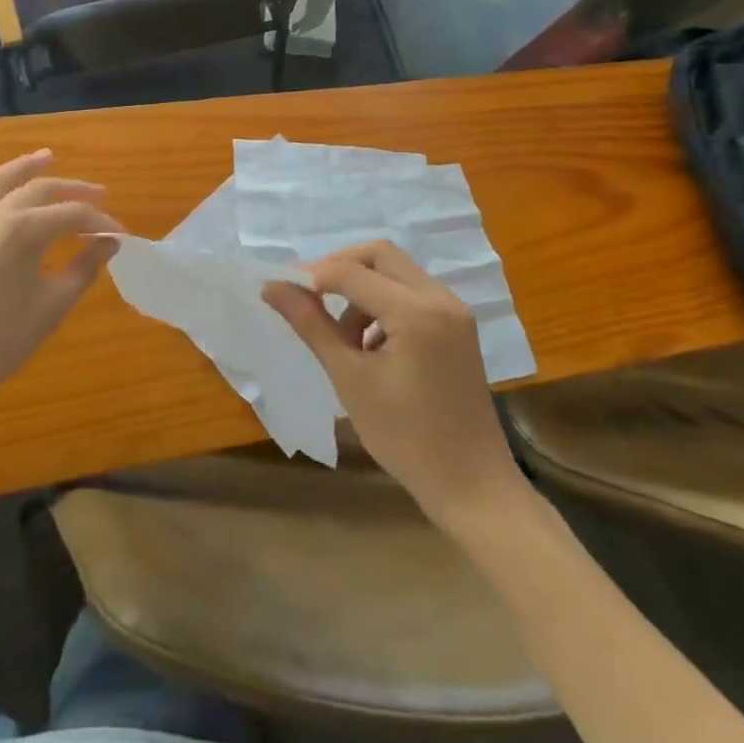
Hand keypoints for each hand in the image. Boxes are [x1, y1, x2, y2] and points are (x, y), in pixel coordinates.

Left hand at [0, 150, 121, 406]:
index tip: (121, 235)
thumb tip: (110, 242)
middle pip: (40, 188)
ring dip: (28, 168)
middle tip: (101, 194)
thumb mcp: (54, 303)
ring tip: (47, 156)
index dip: (100, 223)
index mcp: (22, 230)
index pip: (72, 215)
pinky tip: (13, 196)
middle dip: (73, 190)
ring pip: (2, 180)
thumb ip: (85, 266)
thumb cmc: (3, 338)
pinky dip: (2, 188)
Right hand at [262, 242, 526, 527]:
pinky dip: (384, 303)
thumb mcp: (350, 378)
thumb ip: (311, 324)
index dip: (311, 276)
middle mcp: (440, 298)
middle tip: (310, 299)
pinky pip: (413, 293)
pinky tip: (370, 344)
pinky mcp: (458, 325)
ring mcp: (454, 310)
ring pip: (396, 272)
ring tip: (342, 338)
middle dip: (340, 269)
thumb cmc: (405, 438)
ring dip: (362, 289)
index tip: (280, 290)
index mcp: (416, 311)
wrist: (472, 487)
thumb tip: (271, 287)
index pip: (351, 272)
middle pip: (379, 256)